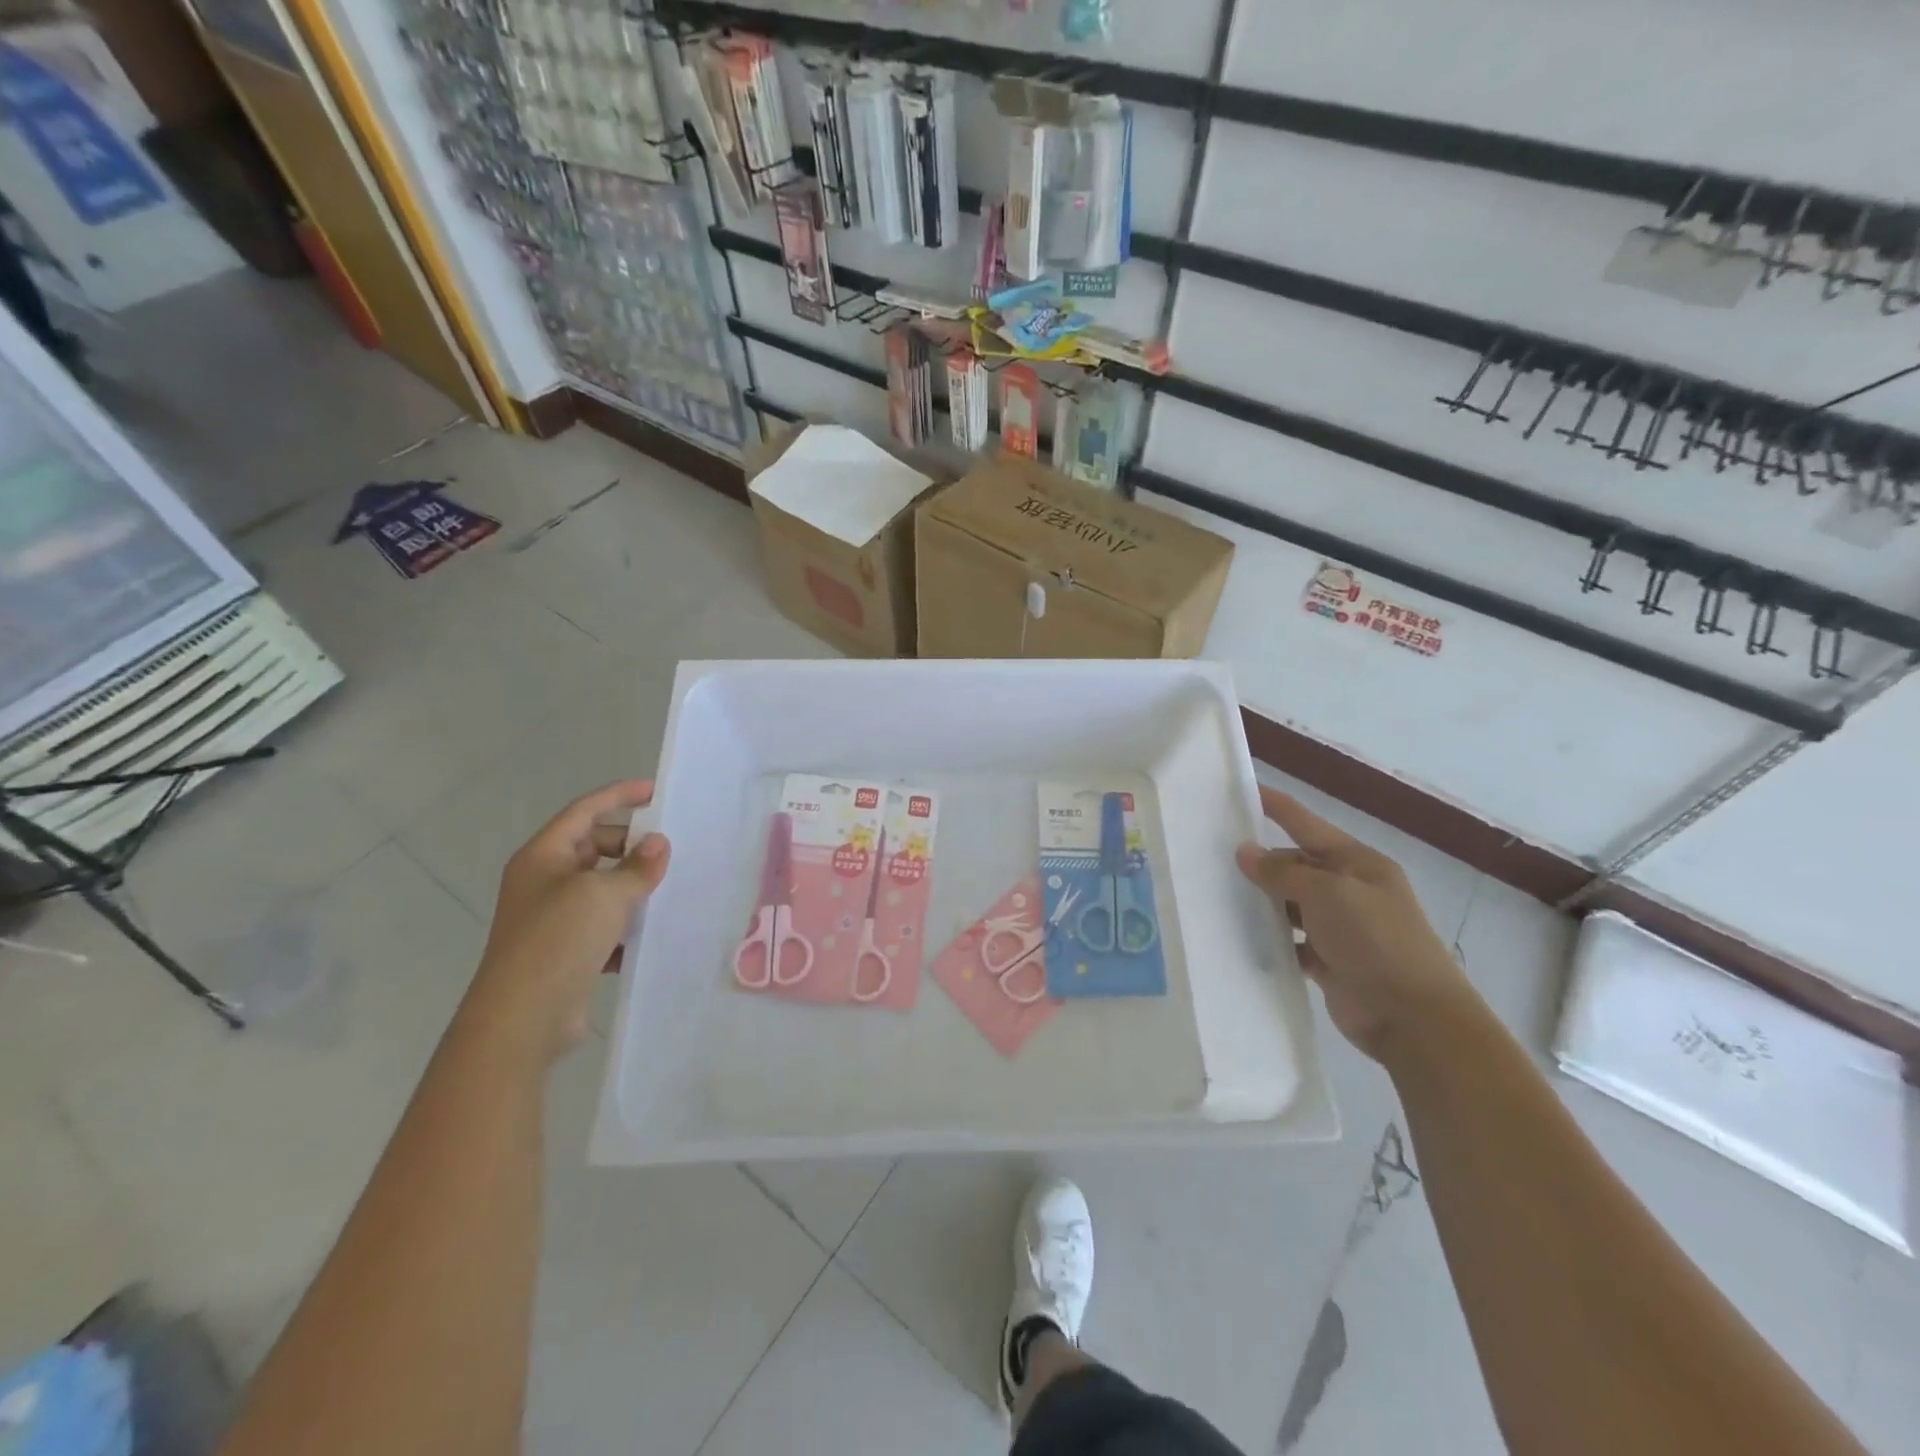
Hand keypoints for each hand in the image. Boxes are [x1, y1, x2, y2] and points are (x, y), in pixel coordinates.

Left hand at [464, 781, 670, 1065]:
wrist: (522, 1019)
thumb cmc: (557, 940)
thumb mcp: (604, 894)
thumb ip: (636, 866)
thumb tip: (658, 844)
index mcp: (543, 857)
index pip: (584, 811)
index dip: (618, 796)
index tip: (655, 792)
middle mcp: (544, 882)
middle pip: (594, 848)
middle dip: (630, 847)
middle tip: (668, 852)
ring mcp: (553, 919)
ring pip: (602, 888)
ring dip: (633, 887)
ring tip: (670, 889)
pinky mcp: (566, 951)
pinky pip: (603, 925)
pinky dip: (626, 924)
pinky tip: (652, 933)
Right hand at [1236, 786, 1472, 1063]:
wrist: (1414, 1018)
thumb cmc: (1375, 940)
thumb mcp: (1328, 894)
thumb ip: (1284, 872)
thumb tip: (1246, 852)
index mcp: (1357, 863)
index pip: (1306, 823)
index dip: (1275, 806)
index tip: (1239, 791)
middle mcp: (1348, 890)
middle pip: (1295, 864)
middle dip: (1260, 862)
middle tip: (1211, 858)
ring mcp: (1339, 927)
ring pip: (1289, 904)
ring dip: (1262, 902)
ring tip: (1216, 896)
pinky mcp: (1329, 961)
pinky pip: (1290, 941)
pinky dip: (1270, 939)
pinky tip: (1240, 936)